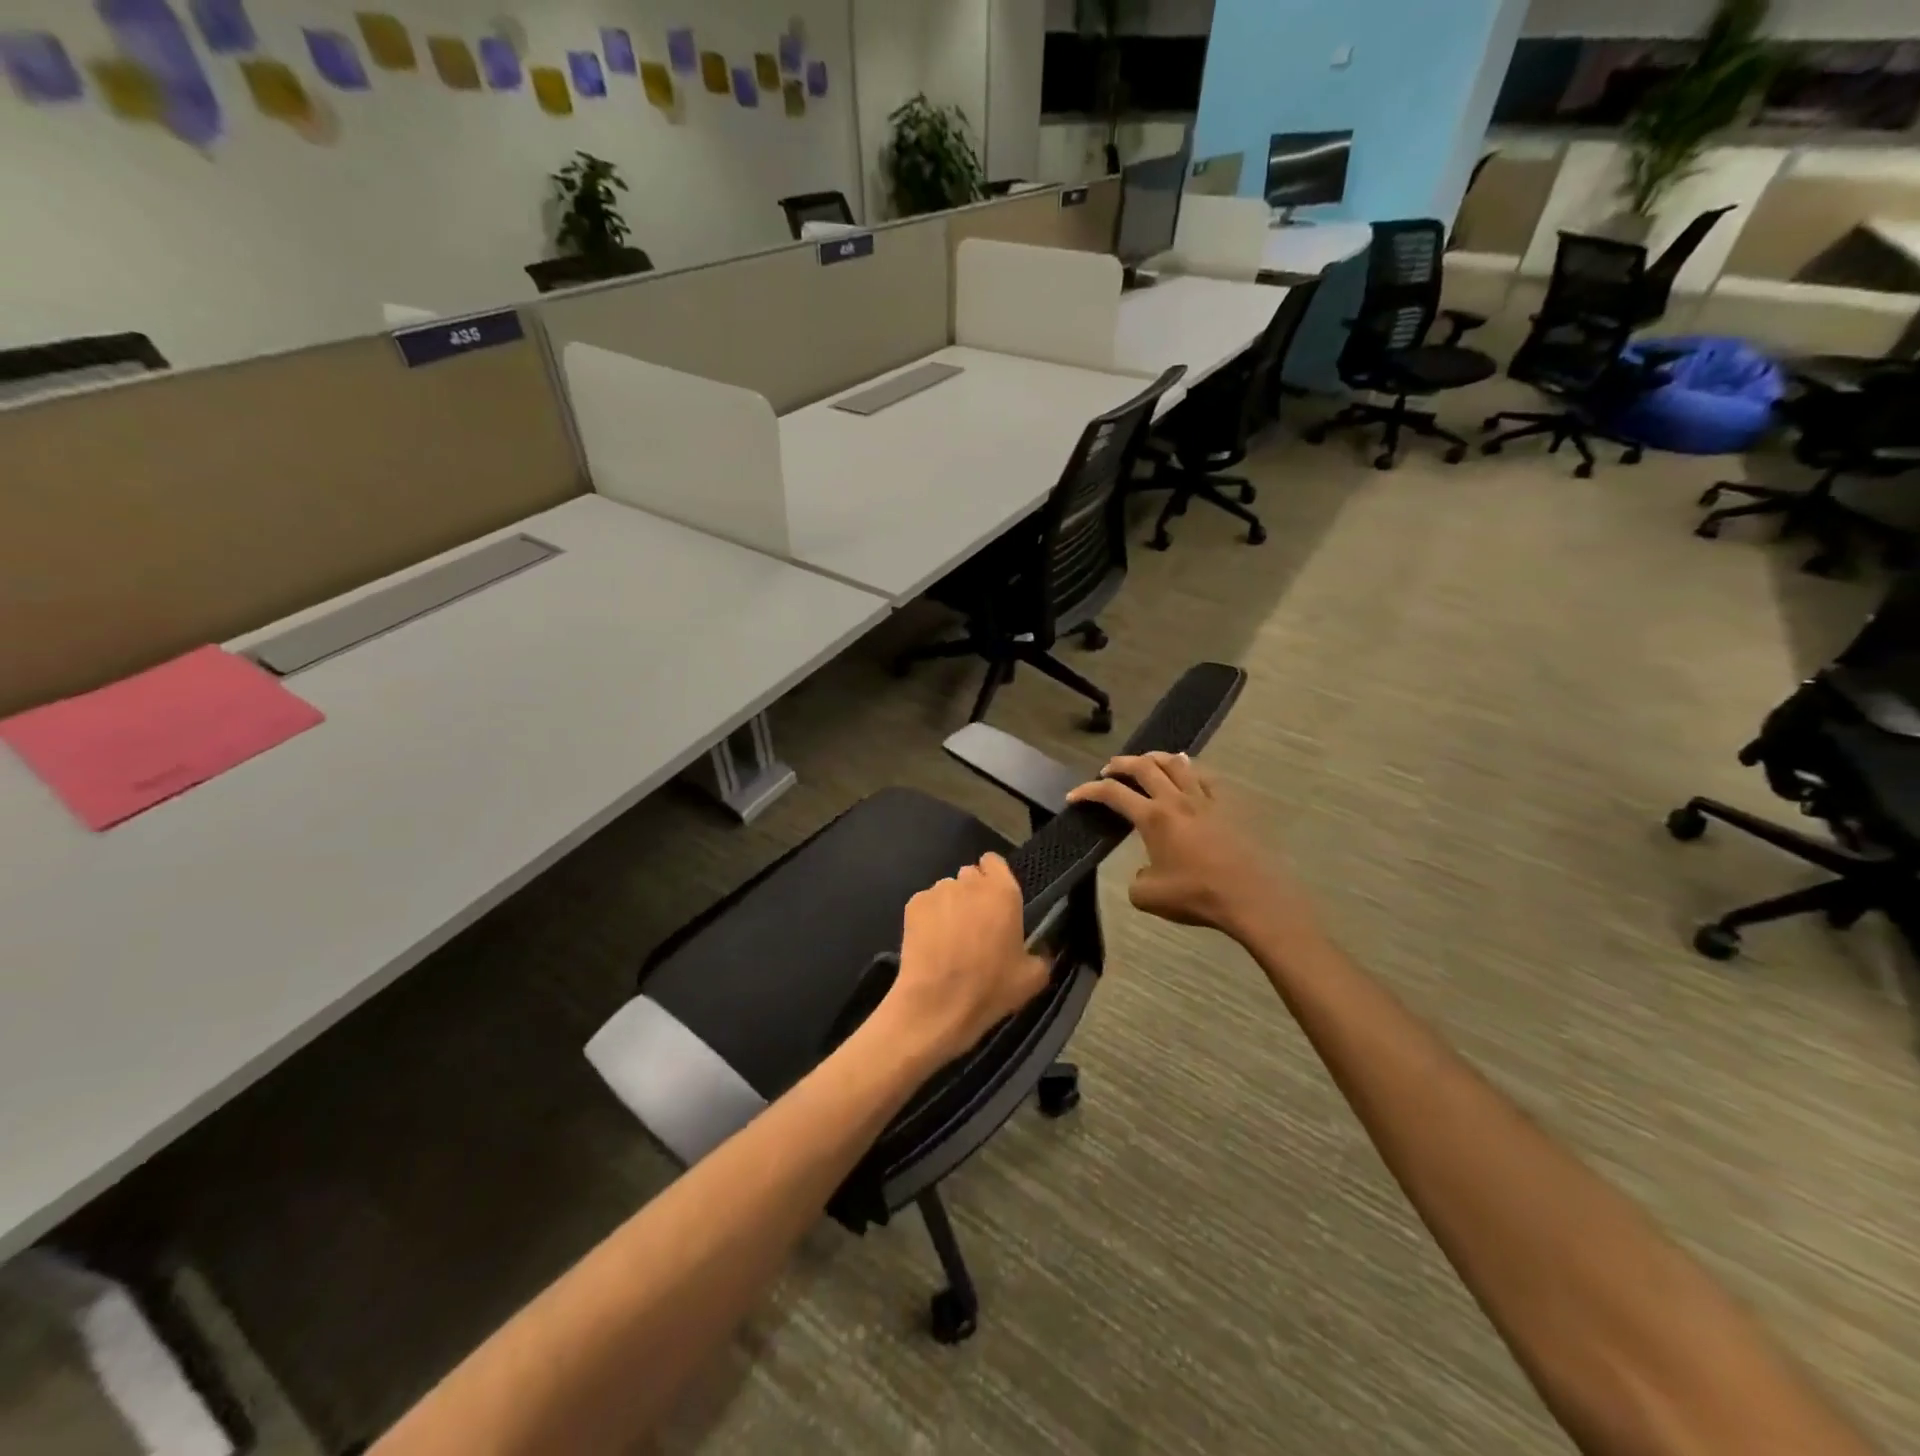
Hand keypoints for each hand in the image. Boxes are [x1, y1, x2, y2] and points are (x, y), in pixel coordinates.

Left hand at [883, 853, 1049, 1063]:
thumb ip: (1041, 955)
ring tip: (949, 937)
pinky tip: (930, 942)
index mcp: (1003, 892)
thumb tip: (1040, 950)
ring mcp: (938, 891)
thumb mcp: (1032, 978)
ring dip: (951, 905)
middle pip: (970, 875)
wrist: (937, 1004)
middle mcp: (969, 882)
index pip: (995, 862)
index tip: (996, 899)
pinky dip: (929, 917)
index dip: (994, 877)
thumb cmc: (989, 988)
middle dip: (973, 893)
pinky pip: (926, 903)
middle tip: (976, 924)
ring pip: (947, 890)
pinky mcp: (913, 905)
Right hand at [1066, 752, 1317, 946]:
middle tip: (1108, 769)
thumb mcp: (1149, 897)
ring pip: (1176, 763)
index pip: (1112, 794)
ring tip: (1145, 761)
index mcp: (1152, 818)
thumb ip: (1136, 881)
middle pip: (1143, 767)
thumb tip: (1143, 873)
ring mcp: (1205, 800)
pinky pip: (1205, 777)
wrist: (1250, 897)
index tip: (1074, 796)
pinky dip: (1189, 769)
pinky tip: (1187, 771)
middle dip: (1120, 764)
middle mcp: (1176, 800)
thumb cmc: (1197, 895)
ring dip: (1154, 757)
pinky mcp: (1228, 806)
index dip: (1089, 791)